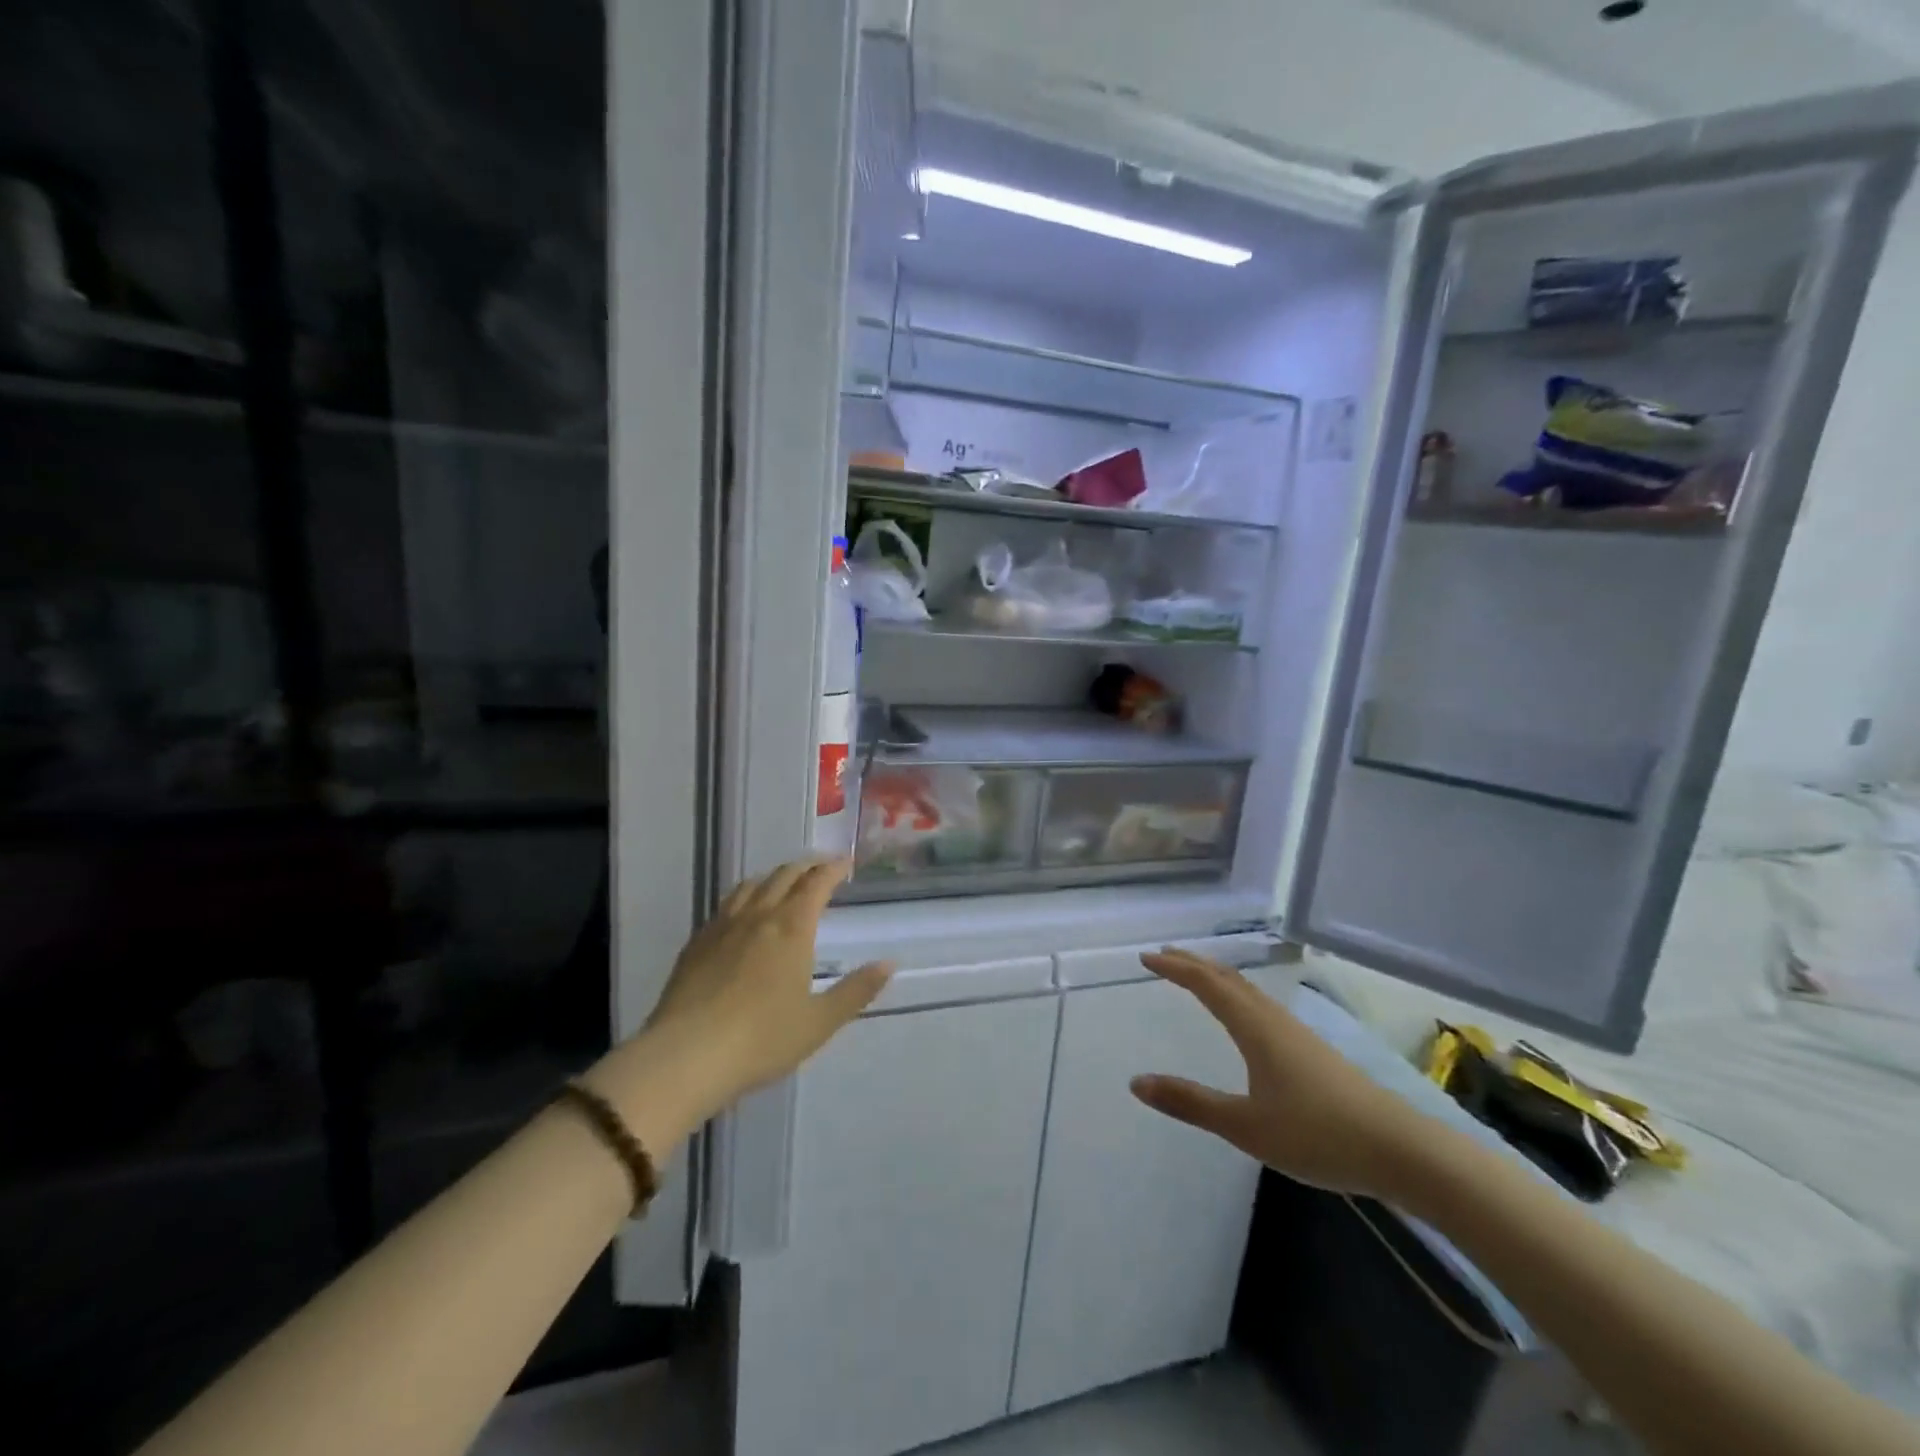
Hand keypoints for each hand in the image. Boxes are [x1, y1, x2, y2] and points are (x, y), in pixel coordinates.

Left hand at [589, 858, 891, 1144]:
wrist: (685, 1057)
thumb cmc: (762, 1040)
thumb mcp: (820, 1022)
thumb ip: (856, 990)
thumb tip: (889, 963)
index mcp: (792, 928)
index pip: (816, 883)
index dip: (833, 869)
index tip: (845, 863)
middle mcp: (758, 916)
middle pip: (784, 876)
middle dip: (805, 867)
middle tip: (820, 868)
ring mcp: (722, 927)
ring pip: (751, 885)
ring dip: (773, 877)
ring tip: (783, 882)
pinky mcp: (696, 943)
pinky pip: (725, 905)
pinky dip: (744, 896)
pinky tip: (742, 914)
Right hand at [1129, 949, 1431, 1199]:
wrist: (1402, 1150)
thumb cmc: (1318, 1135)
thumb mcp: (1245, 1126)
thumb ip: (1191, 1103)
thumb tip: (1136, 1082)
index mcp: (1255, 1028)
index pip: (1206, 985)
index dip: (1175, 968)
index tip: (1146, 958)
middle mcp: (1274, 1019)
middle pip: (1228, 978)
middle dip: (1193, 963)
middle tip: (1164, 955)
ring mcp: (1297, 1032)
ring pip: (1248, 989)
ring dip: (1216, 976)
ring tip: (1195, 975)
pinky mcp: (1312, 1049)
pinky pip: (1262, 1004)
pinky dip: (1237, 994)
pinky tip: (1243, 1015)